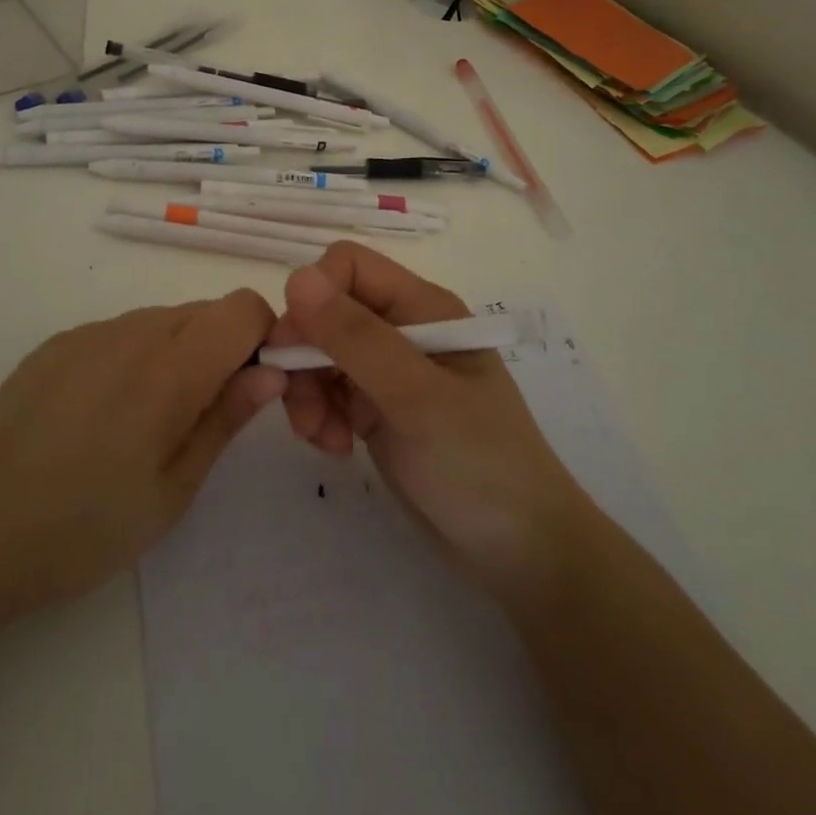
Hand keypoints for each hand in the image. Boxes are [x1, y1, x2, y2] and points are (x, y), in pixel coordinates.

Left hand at [0, 291, 284, 625]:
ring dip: (180, 355)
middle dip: (225, 350)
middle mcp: (131, 331)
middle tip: (207, 417)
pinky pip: (119, 334)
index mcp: (169, 367)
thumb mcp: (171, 490)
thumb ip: (225, 418)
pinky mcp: (54, 344)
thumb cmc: (81, 528)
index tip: (257, 388)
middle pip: (204, 311)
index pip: (244, 307)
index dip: (265, 338)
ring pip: (162, 321)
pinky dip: (136, 358)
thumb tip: (272, 370)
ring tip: (149, 425)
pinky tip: (103, 417)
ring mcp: (87, 333)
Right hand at [266, 243, 589, 601]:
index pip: (348, 266)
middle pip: (326, 312)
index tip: (297, 346)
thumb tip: (297, 279)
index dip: (314, 295)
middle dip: (305, 355)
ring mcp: (388, 371)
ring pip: (320, 354)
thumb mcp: (415, 396)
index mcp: (421, 307)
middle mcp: (402, 329)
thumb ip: (356, 337)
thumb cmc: (476, 462)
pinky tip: (337, 447)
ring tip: (325, 438)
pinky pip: (327, 392)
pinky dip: (320, 416)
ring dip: (308, 392)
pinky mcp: (376, 409)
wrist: (518, 548)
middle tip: (303, 407)